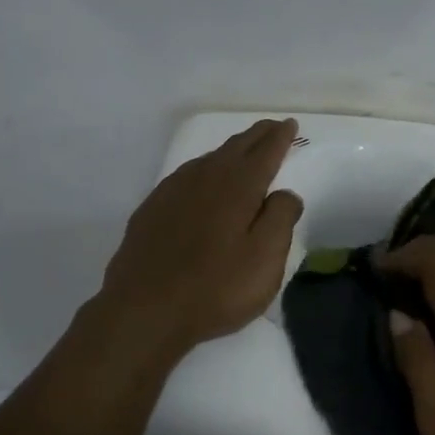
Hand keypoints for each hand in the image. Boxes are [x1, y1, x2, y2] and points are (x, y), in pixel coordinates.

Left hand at [96, 118, 303, 360]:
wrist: (144, 309)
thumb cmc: (215, 287)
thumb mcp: (265, 259)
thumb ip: (281, 219)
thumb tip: (285, 193)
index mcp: (238, 187)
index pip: (265, 152)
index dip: (280, 138)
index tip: (290, 125)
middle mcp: (204, 178)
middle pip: (235, 148)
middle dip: (257, 136)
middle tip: (272, 128)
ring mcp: (173, 191)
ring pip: (208, 160)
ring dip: (229, 151)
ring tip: (242, 151)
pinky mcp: (152, 209)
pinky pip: (186, 176)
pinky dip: (204, 170)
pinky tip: (202, 181)